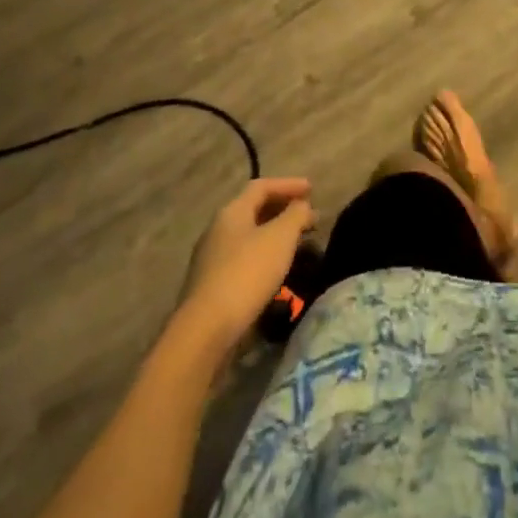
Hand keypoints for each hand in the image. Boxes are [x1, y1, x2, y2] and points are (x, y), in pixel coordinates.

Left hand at [178, 178, 315, 354]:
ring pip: (250, 239)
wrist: (205, 332)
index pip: (262, 186)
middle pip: (254, 211)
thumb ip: (296, 215)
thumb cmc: (246, 273)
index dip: (289, 185)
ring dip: (275, 238)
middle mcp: (218, 231)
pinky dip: (265, 260)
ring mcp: (211, 261)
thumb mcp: (281, 237)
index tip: (312, 190)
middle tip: (309, 219)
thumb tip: (302, 206)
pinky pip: (244, 262)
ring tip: (299, 247)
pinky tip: (278, 274)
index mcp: (231, 212)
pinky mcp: (212, 289)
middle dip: (283, 212)